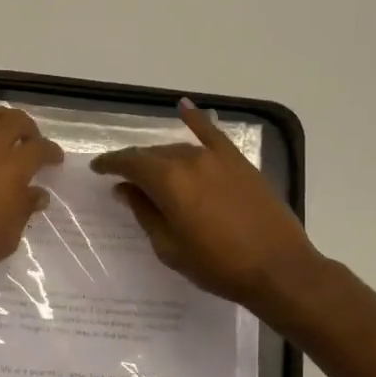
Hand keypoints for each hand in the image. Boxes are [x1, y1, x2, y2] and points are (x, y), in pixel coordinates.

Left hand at [0, 104, 62, 301]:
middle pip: (14, 120)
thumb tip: (37, 194)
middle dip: (28, 128)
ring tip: (1, 131)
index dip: (51, 151)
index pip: (40, 148)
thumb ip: (24, 209)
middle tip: (30, 141)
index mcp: (14, 168)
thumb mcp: (8, 236)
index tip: (54, 159)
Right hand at [92, 100, 322, 316]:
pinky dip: (197, 119)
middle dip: (135, 163)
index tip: (97, 168)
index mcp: (168, 182)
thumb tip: (125, 189)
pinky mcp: (240, 162)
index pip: (130, 163)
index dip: (110, 164)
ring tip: (151, 169)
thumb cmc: (218, 266)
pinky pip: (213, 134)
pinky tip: (184, 107)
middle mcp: (190, 160)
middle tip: (123, 178)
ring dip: (161, 157)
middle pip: (153, 154)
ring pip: (179, 148)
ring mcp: (218, 158)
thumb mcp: (170, 248)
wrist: (278, 269)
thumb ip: (145, 213)